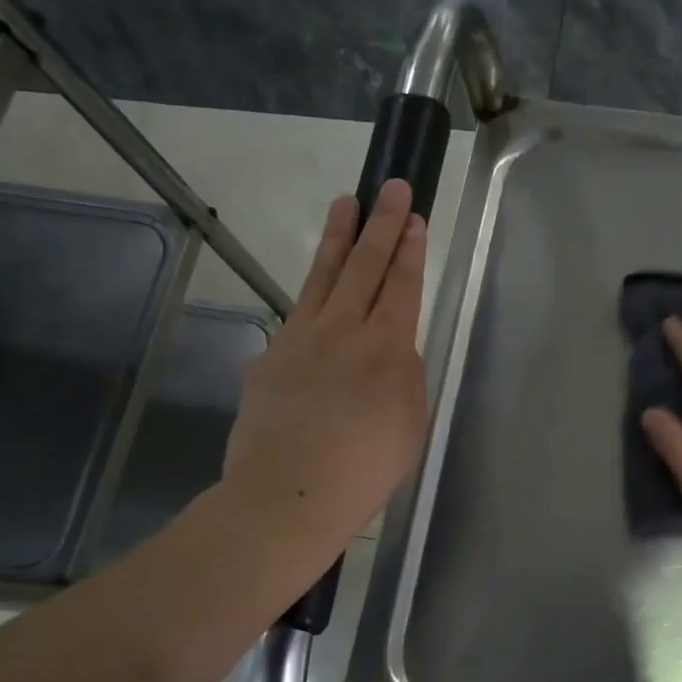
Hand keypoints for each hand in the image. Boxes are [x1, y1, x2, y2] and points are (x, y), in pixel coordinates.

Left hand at [222, 179, 428, 555]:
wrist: (288, 495)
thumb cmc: (364, 469)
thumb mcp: (410, 424)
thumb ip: (405, 376)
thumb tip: (393, 350)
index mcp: (386, 348)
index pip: (401, 285)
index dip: (408, 249)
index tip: (412, 216)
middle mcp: (342, 331)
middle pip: (364, 266)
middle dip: (380, 223)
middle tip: (388, 186)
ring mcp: (300, 339)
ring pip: (323, 276)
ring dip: (338, 238)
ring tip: (345, 203)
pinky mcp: (269, 357)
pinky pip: (296, 316)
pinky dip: (312, 295)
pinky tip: (317, 288)